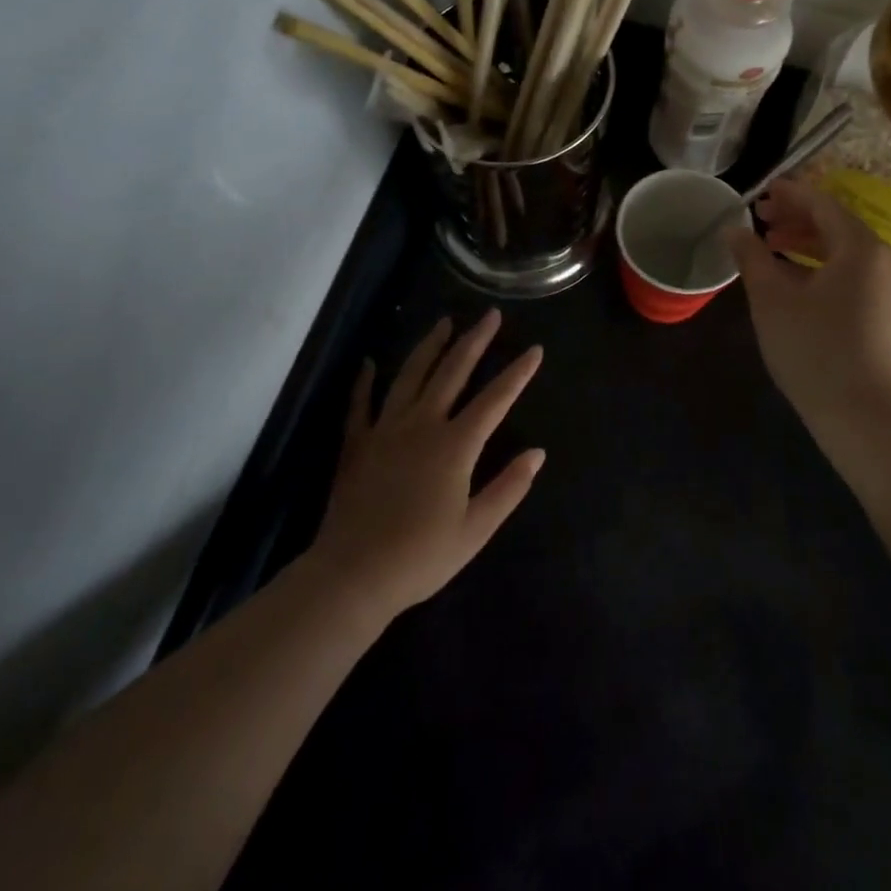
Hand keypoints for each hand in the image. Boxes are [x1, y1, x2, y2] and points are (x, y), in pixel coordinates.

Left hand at [312, 310, 544, 616]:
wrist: (353, 576)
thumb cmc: (421, 557)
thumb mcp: (476, 530)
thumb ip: (508, 488)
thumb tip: (537, 453)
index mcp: (455, 445)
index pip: (495, 400)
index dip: (517, 373)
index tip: (535, 350)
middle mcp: (422, 425)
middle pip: (452, 372)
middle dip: (475, 341)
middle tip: (490, 315)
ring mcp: (386, 430)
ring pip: (410, 376)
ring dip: (430, 347)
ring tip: (444, 322)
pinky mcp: (357, 444)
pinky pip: (360, 404)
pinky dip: (364, 381)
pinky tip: (368, 362)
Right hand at [727, 178, 890, 434]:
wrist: (871, 422)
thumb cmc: (816, 352)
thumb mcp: (772, 301)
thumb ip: (752, 257)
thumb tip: (734, 230)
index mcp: (862, 248)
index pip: (823, 205)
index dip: (790, 194)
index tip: (761, 192)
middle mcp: (887, 261)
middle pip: (838, 226)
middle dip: (798, 220)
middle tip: (761, 221)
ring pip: (848, 253)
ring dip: (810, 245)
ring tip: (774, 250)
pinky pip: (858, 276)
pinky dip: (827, 269)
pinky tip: (801, 285)